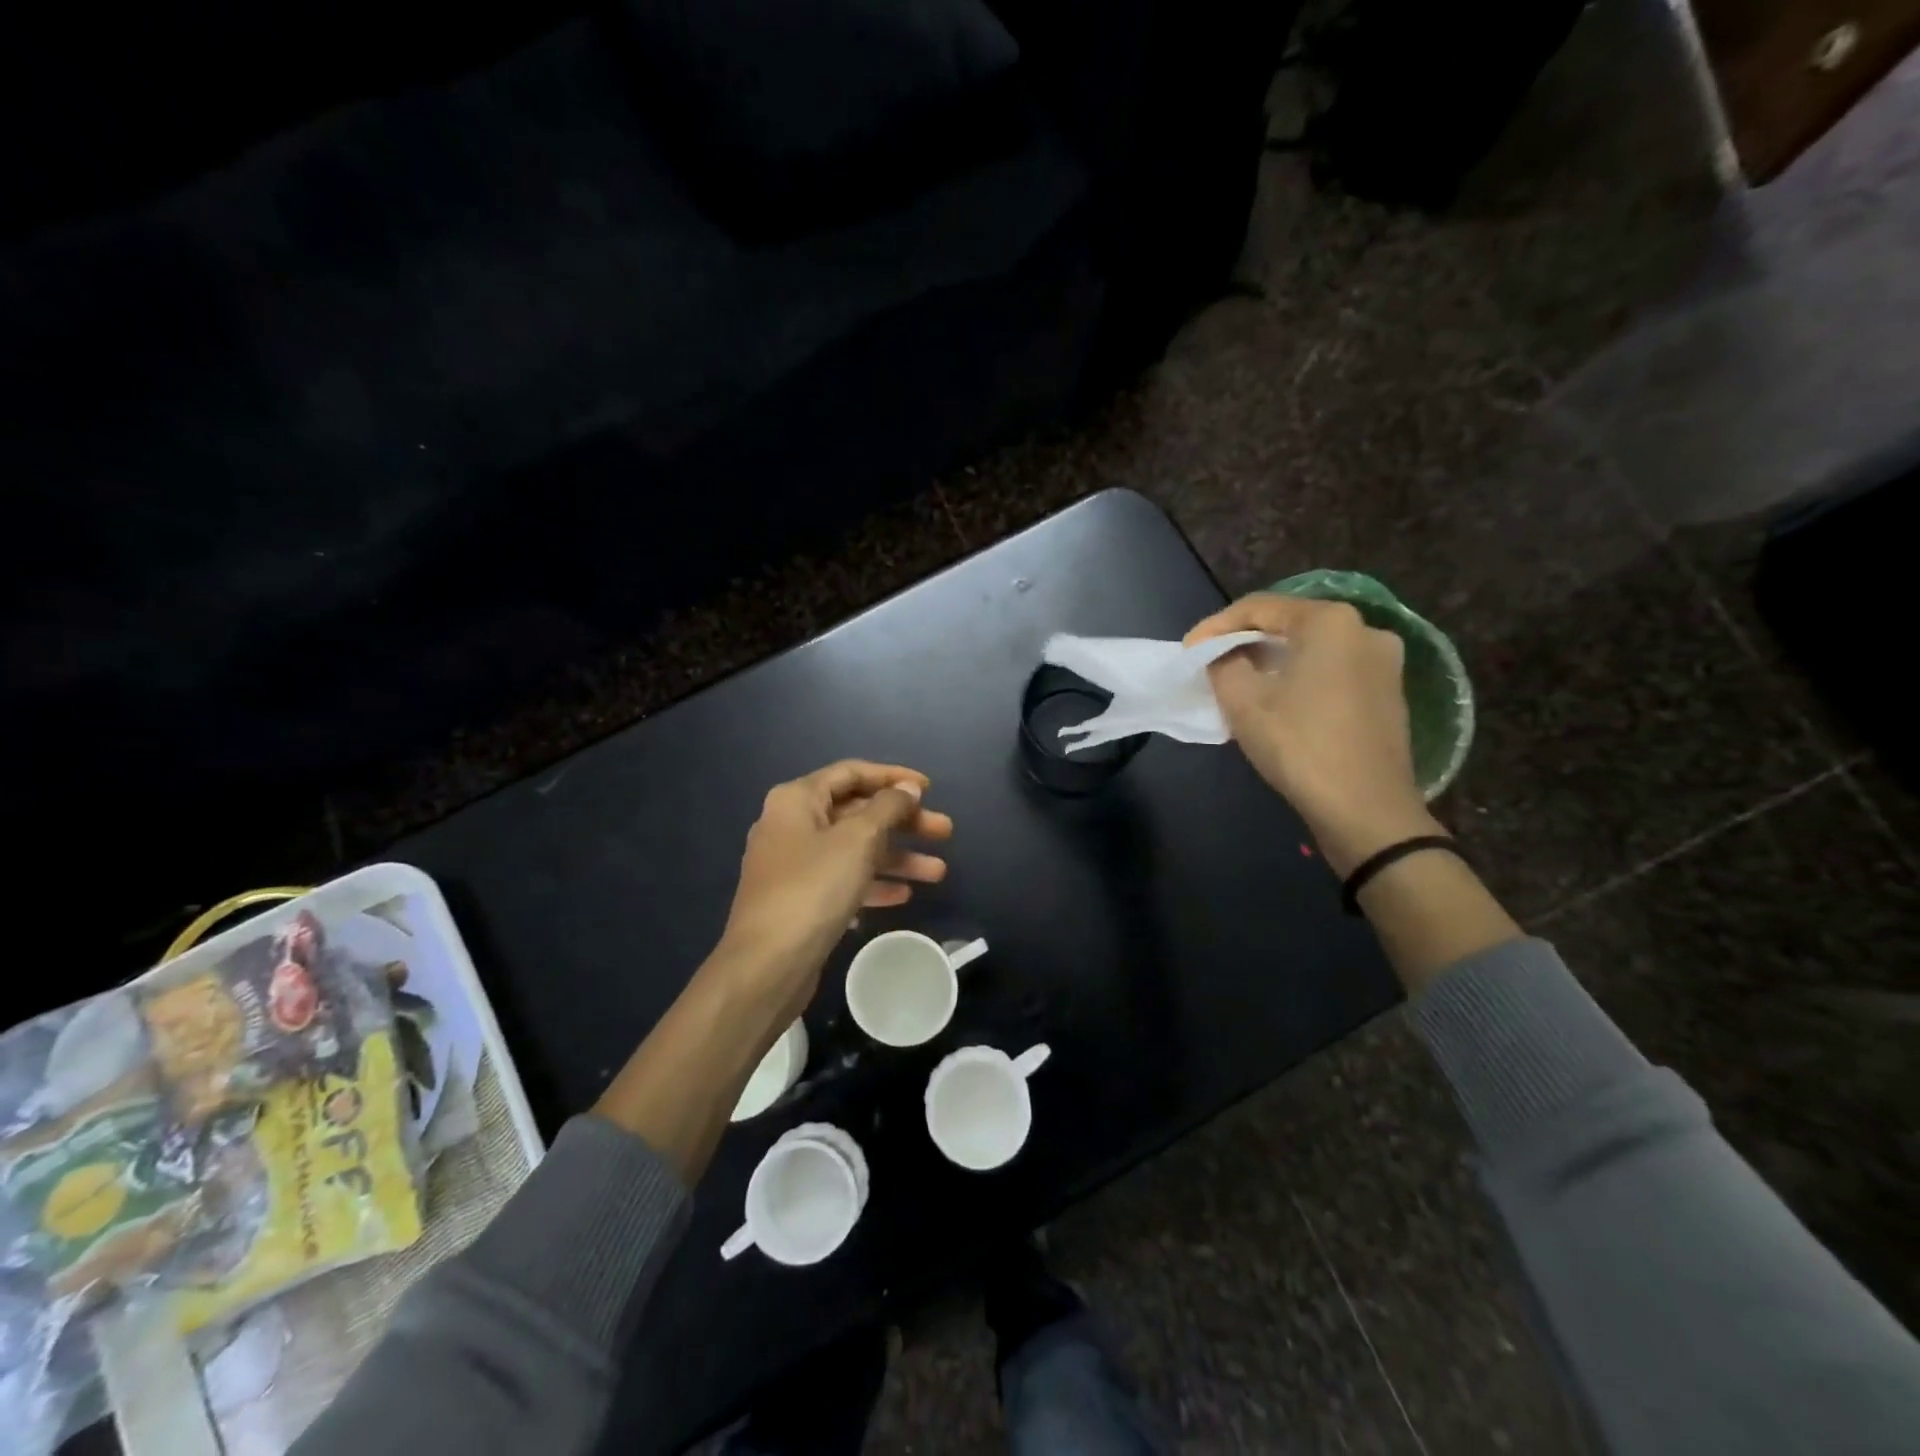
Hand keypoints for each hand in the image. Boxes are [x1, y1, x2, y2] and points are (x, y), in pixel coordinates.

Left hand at [714, 761, 952, 1021]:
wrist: (767, 965)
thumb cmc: (813, 888)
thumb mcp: (857, 840)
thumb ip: (888, 808)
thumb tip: (908, 788)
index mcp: (797, 799)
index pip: (852, 773)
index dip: (893, 777)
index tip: (930, 789)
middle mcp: (792, 825)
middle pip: (857, 813)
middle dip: (903, 823)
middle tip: (945, 833)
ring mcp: (794, 865)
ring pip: (855, 850)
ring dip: (897, 858)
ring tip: (939, 873)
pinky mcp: (800, 900)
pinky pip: (844, 880)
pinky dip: (873, 883)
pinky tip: (903, 896)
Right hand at [1187, 593, 1440, 876]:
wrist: (1366, 810)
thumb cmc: (1299, 747)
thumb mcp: (1243, 702)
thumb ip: (1223, 664)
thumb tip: (1226, 655)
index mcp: (1330, 622)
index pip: (1259, 607)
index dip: (1215, 626)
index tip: (1187, 650)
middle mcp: (1364, 630)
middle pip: (1289, 624)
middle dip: (1245, 641)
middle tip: (1210, 663)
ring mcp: (1384, 662)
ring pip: (1312, 649)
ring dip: (1272, 660)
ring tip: (1239, 682)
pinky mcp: (1389, 693)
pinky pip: (1332, 671)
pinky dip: (1299, 677)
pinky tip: (1277, 701)